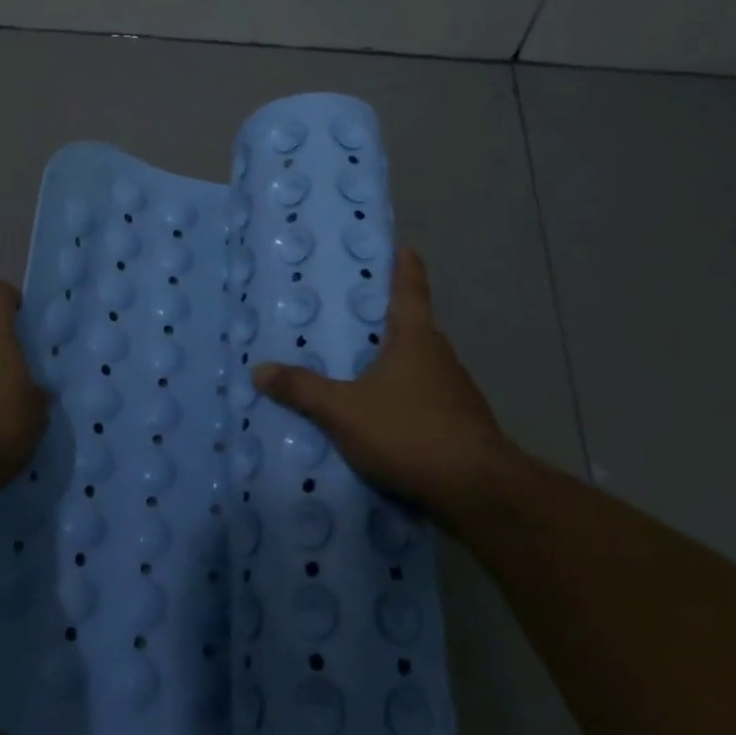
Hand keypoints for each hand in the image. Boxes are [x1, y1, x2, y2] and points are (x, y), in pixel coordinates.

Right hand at [252, 248, 514, 519]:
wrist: (476, 489)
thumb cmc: (408, 431)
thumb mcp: (343, 411)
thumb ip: (301, 390)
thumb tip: (259, 370)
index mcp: (415, 337)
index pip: (411, 287)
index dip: (404, 264)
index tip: (400, 245)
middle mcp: (440, 355)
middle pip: (413, 327)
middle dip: (386, 321)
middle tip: (351, 318)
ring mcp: (456, 390)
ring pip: (419, 366)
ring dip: (394, 364)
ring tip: (359, 371)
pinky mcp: (461, 423)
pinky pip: (425, 399)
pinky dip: (404, 399)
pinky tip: (383, 419)